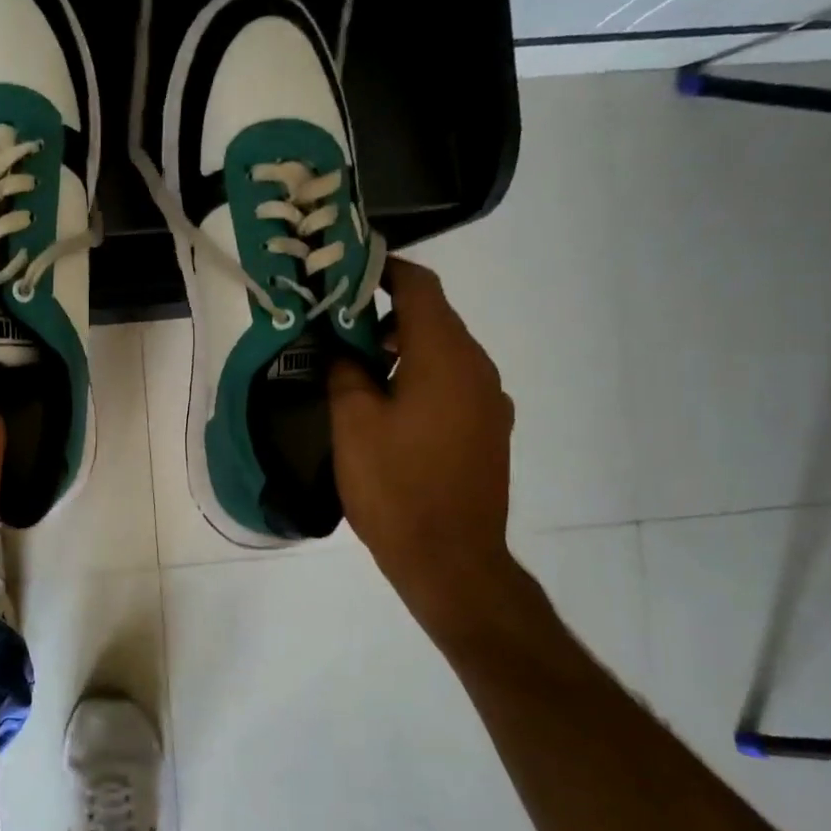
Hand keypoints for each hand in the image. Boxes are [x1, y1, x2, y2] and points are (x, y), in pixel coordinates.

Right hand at [329, 259, 516, 620]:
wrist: (452, 560)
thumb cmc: (396, 486)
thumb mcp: (353, 423)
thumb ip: (346, 372)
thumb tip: (345, 349)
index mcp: (445, 357)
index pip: (420, 288)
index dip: (386, 270)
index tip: (349, 272)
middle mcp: (477, 368)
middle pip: (434, 317)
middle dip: (387, 312)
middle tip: (340, 324)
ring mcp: (490, 400)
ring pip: (445, 351)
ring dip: (405, 346)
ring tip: (359, 367)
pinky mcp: (490, 429)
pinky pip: (454, 382)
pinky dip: (422, 375)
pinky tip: (390, 405)